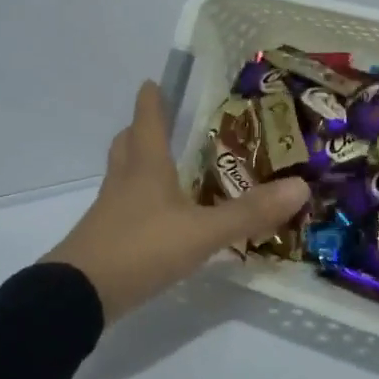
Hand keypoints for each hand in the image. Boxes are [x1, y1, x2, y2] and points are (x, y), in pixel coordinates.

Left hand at [42, 81, 310, 323]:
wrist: (77, 297)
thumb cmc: (140, 249)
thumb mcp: (202, 233)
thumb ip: (249, 212)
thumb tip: (300, 186)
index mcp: (146, 167)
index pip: (147, 121)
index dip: (152, 100)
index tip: (154, 81)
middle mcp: (124, 182)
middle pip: (127, 144)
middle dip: (141, 129)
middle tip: (160, 123)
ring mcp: (109, 212)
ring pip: (122, 175)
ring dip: (138, 163)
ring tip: (163, 168)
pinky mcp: (104, 239)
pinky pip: (122, 207)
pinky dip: (138, 201)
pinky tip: (158, 217)